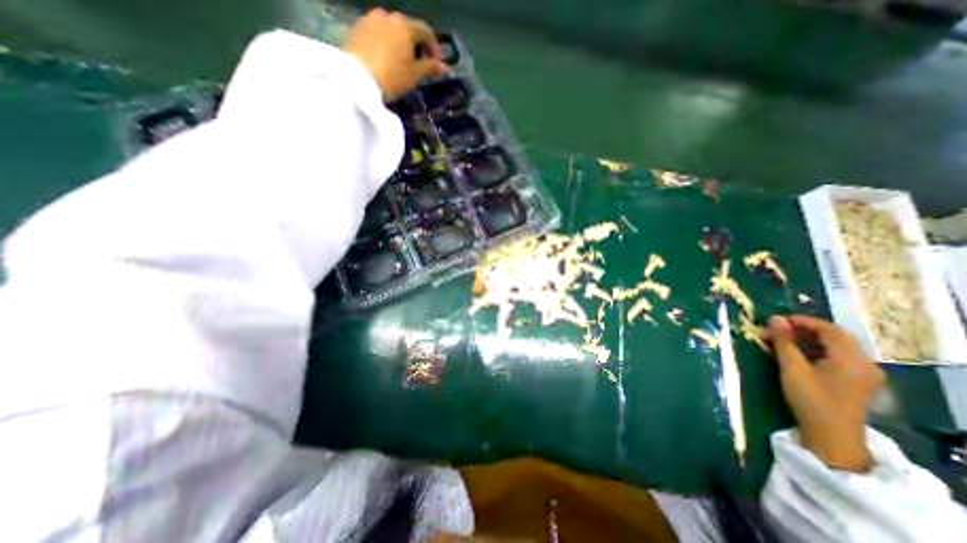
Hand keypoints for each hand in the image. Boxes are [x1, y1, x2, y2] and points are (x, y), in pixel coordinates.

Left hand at [341, 8, 447, 99]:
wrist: (356, 79)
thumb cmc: (391, 77)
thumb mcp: (414, 75)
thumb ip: (430, 68)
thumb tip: (445, 67)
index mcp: (405, 27)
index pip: (426, 32)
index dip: (435, 48)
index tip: (437, 64)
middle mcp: (388, 16)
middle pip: (408, 28)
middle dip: (417, 45)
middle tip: (419, 64)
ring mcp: (371, 19)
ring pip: (392, 29)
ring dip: (400, 43)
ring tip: (401, 62)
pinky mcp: (358, 27)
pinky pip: (378, 32)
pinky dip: (386, 42)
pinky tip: (386, 58)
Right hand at [772, 316, 882, 473]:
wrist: (832, 436)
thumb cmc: (810, 399)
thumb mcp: (792, 368)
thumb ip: (784, 341)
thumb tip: (774, 319)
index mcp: (851, 358)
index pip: (828, 328)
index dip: (801, 321)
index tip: (775, 321)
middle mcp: (864, 362)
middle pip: (833, 336)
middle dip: (802, 330)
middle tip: (774, 331)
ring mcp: (864, 373)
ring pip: (834, 346)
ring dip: (807, 340)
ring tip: (781, 341)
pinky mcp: (857, 381)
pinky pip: (837, 357)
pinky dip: (815, 350)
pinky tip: (796, 354)